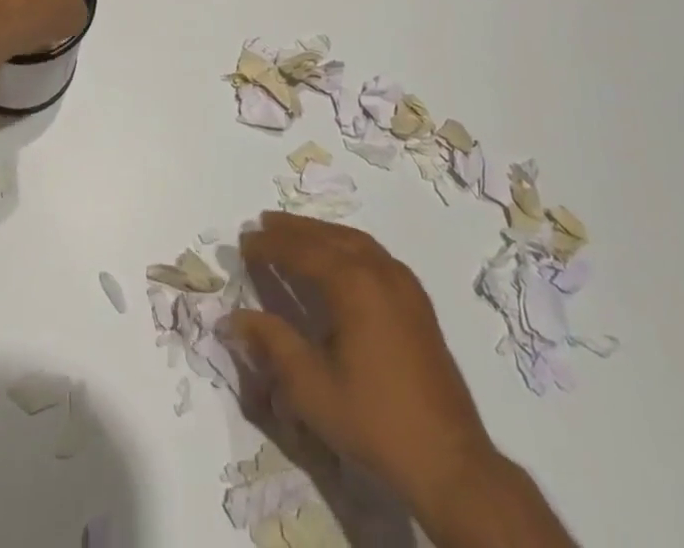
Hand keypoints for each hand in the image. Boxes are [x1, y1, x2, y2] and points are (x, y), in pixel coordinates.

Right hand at [230, 213, 501, 528]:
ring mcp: (403, 283)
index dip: (269, 245)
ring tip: (294, 233)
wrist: (449, 460)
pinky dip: (347, 245)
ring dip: (320, 233)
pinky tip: (340, 258)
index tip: (243, 241)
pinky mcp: (417, 301)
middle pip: (328, 237)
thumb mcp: (312, 387)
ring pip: (354, 241)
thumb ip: (272, 344)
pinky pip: (375, 254)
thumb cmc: (374, 420)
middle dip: (293, 229)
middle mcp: (379, 270)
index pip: (301, 251)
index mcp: (352, 283)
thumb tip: (234, 317)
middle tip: (263, 223)